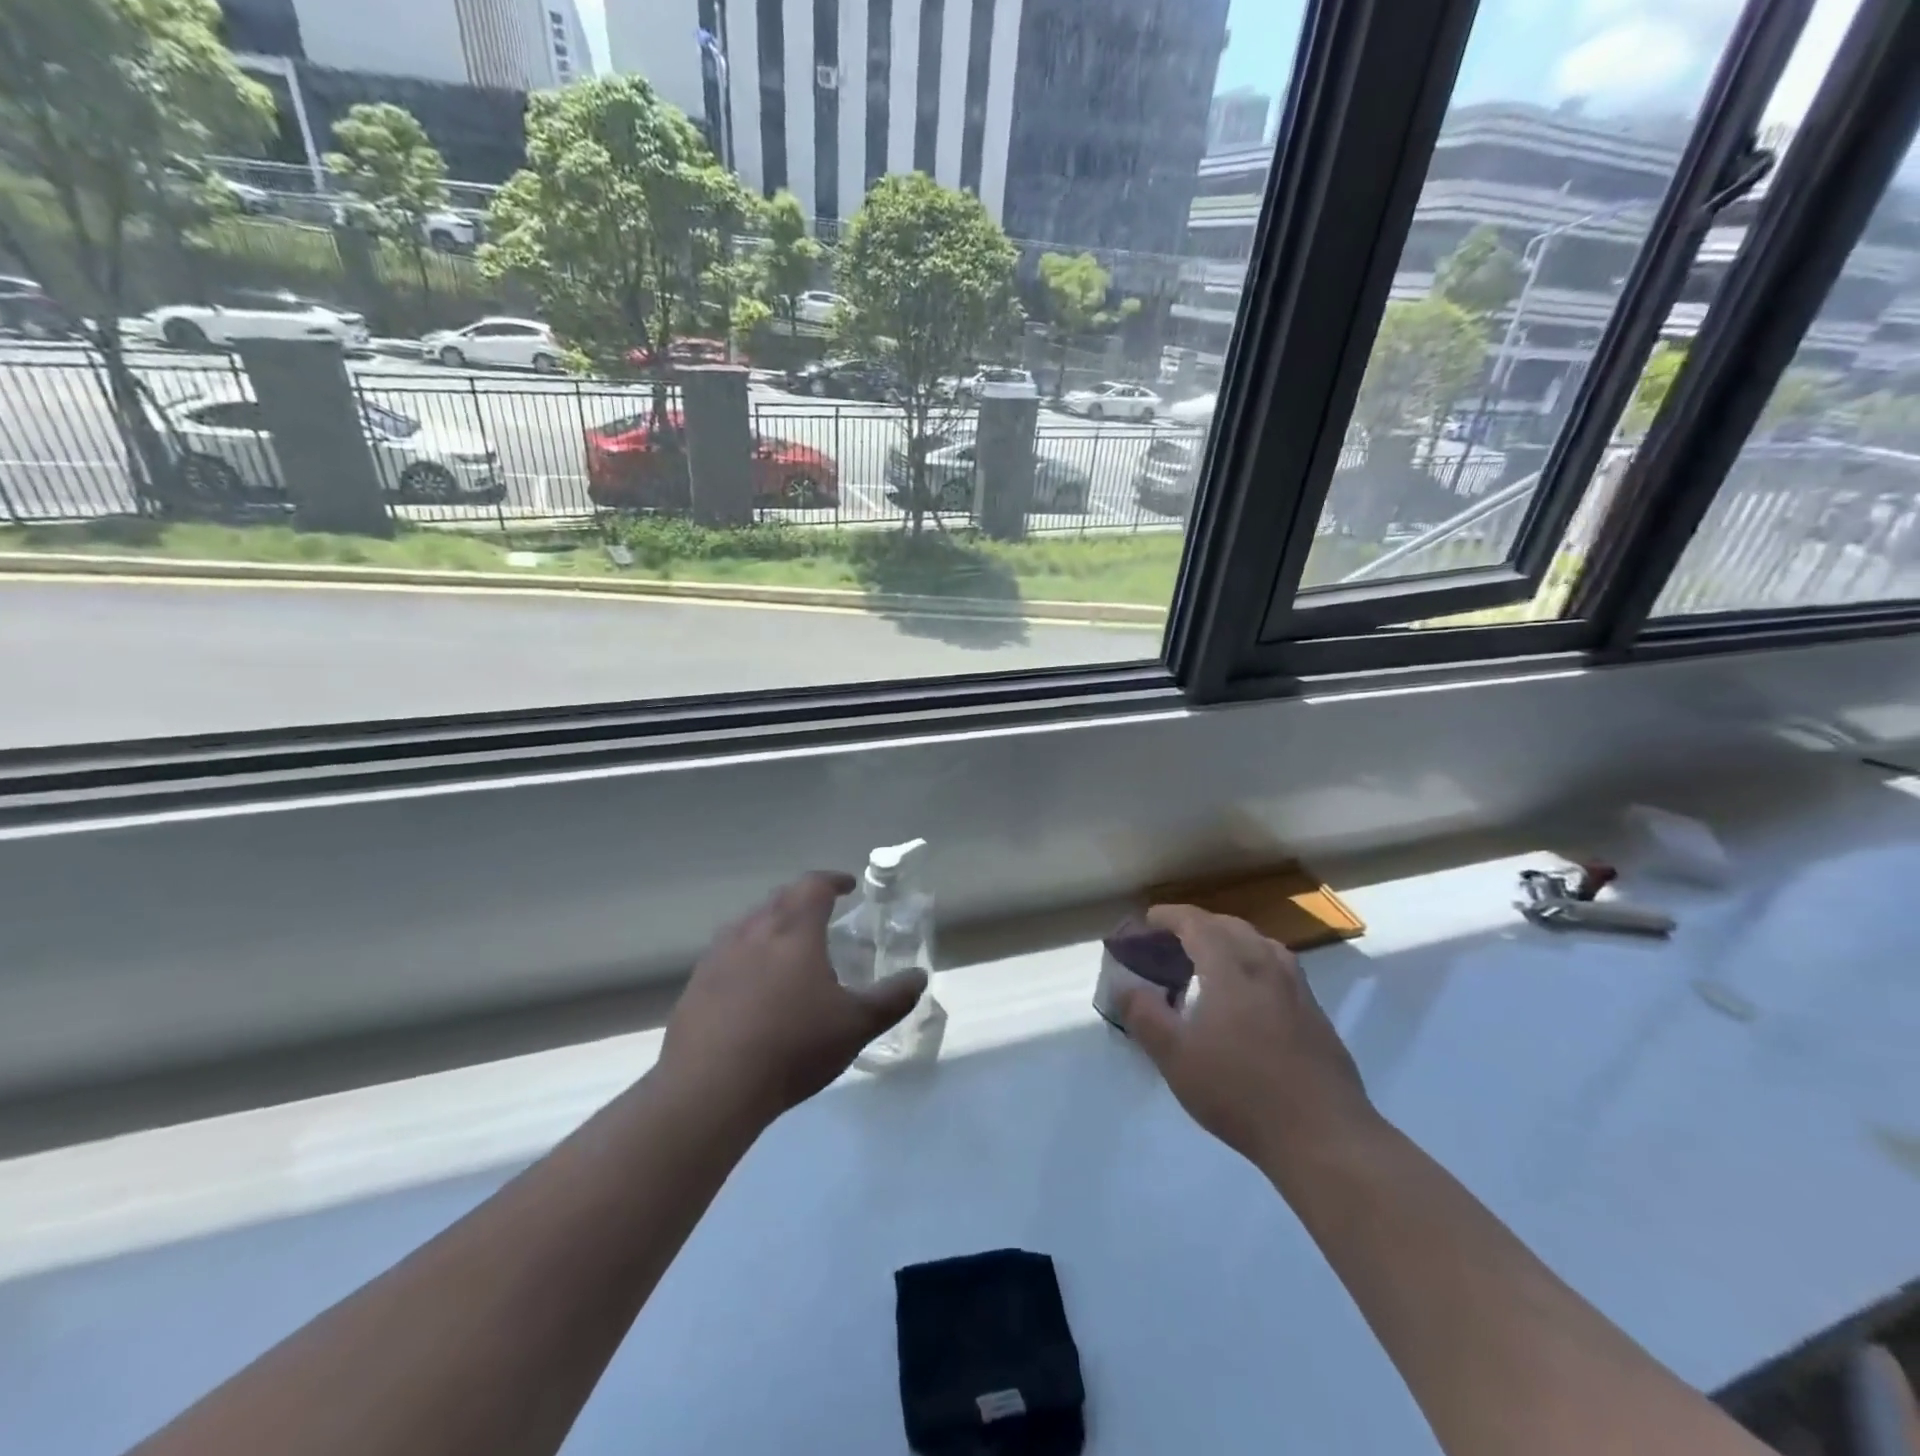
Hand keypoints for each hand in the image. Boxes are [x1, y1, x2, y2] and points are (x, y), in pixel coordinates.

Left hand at [658, 871, 926, 1127]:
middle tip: (821, 913)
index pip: (814, 886)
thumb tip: (919, 977)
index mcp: (794, 930)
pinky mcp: (696, 985)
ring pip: (749, 924)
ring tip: (787, 947)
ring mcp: (718, 956)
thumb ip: (891, 999)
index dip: (833, 880)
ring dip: (772, 924)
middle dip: (803, 899)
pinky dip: (746, 954)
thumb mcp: (855, 1025)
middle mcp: (753, 931)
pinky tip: (751, 984)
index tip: (849, 886)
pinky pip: (726, 953)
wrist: (710, 1088)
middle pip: (779, 899)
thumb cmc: (792, 1046)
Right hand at [1121, 904, 1375, 1175]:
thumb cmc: (1239, 1092)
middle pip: (1231, 926)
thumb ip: (1144, 1015)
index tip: (1149, 920)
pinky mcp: (1316, 1014)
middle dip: (1199, 925)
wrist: (1323, 1136)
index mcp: (1231, 968)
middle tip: (1173, 942)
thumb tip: (1125, 985)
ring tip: (1211, 961)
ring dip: (1231, 940)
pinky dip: (1255, 962)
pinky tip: (1250, 995)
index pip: (1197, 923)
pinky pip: (1280, 968)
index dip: (1170, 916)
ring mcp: (1298, 989)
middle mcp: (1267, 966)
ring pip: (1261, 944)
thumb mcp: (1175, 1057)